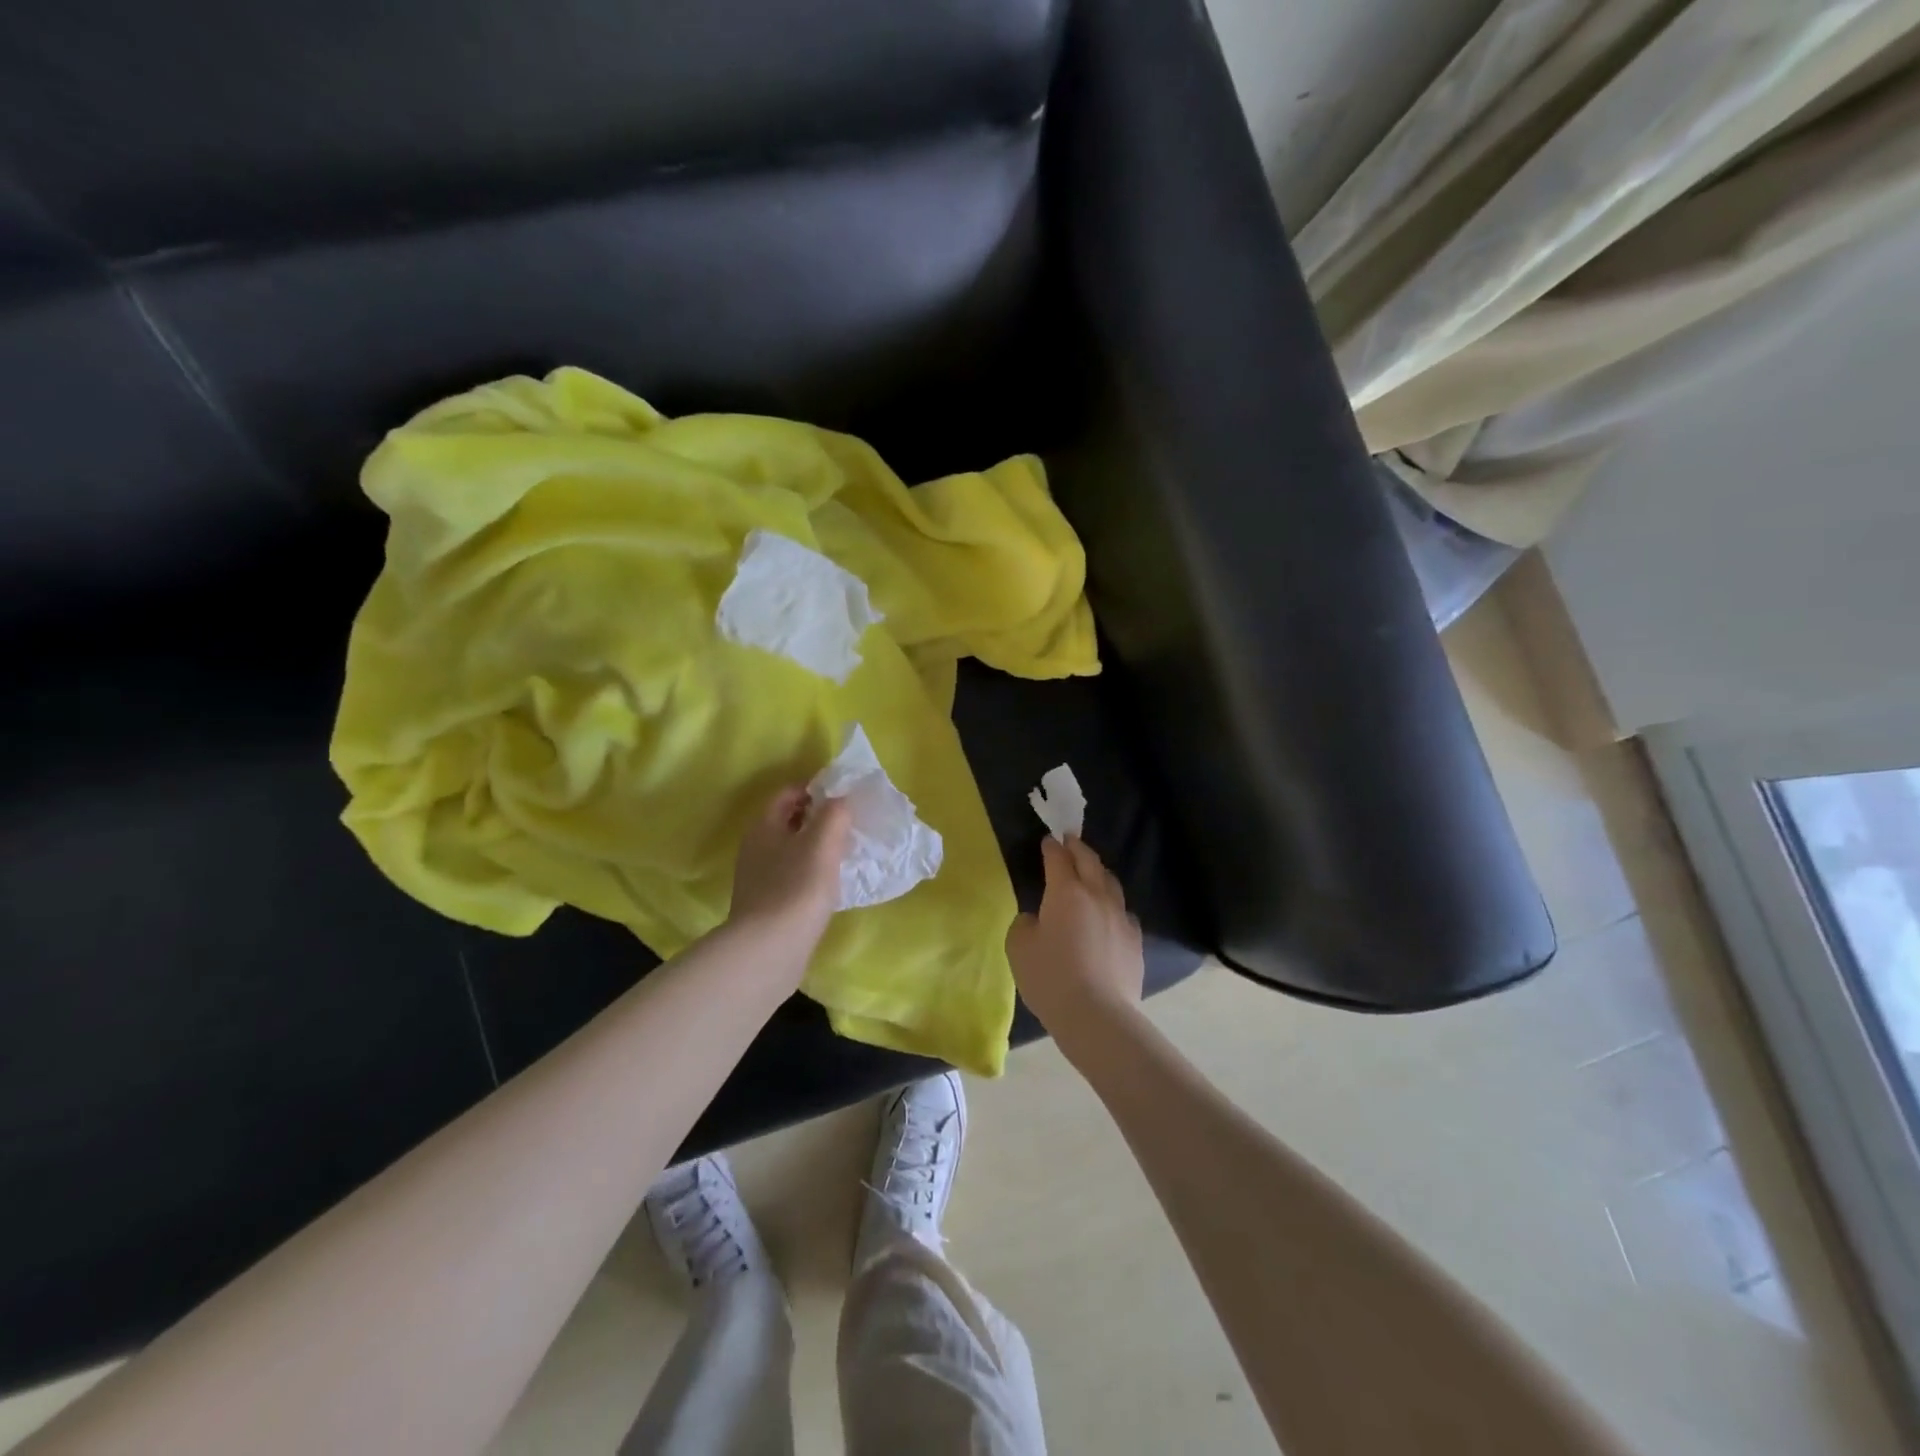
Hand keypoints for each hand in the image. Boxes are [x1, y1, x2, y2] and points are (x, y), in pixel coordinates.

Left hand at [728, 787, 852, 952]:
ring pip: (791, 850)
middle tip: (850, 824)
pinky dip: (812, 873)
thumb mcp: (822, 842)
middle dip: (818, 818)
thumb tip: (840, 800)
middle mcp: (755, 848)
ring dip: (816, 847)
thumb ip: (834, 813)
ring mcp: (758, 879)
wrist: (769, 950)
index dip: (816, 789)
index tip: (845, 795)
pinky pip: (792, 877)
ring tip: (846, 853)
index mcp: (764, 826)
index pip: (788, 793)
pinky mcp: (766, 905)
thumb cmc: (797, 888)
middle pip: (788, 821)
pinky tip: (831, 885)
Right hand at [1006, 837, 1144, 1046]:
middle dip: (1078, 848)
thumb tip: (1036, 918)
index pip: (1058, 859)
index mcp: (1066, 892)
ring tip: (1092, 871)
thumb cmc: (1050, 977)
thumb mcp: (1019, 948)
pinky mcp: (1136, 940)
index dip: (1051, 847)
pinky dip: (1113, 904)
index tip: (1048, 840)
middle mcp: (1097, 895)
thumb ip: (1024, 924)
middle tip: (1070, 840)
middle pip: (1090, 861)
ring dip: (1099, 872)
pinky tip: (1109, 914)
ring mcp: (1120, 917)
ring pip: (1111, 883)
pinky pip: (1123, 912)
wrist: (1097, 1015)